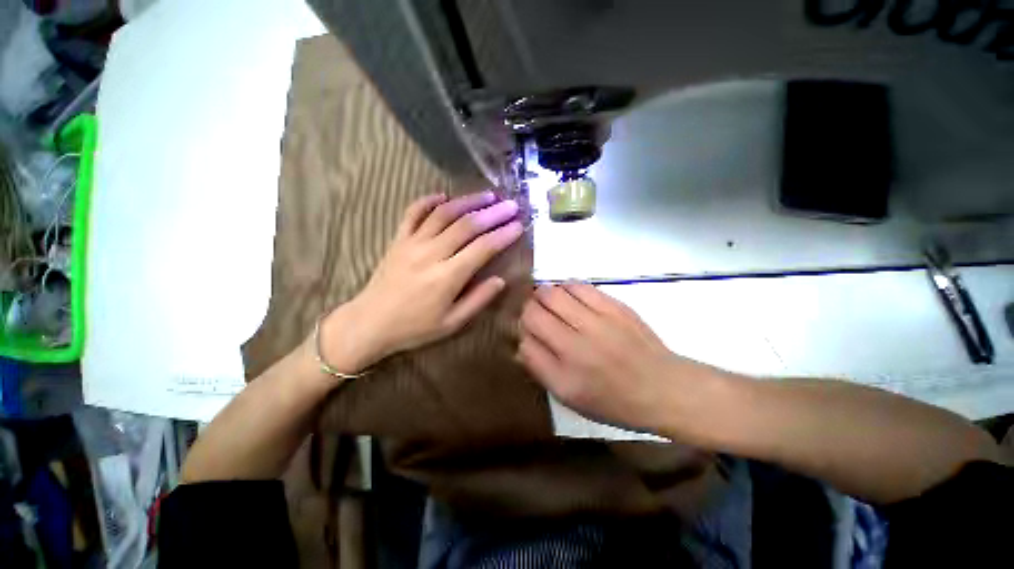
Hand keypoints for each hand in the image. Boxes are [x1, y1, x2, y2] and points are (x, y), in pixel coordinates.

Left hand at [321, 191, 523, 373]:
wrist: (370, 324)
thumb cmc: (415, 327)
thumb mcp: (452, 323)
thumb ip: (478, 300)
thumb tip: (501, 280)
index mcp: (448, 276)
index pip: (482, 248)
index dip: (503, 235)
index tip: (519, 225)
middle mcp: (431, 253)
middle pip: (467, 225)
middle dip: (492, 213)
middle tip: (511, 205)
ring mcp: (412, 243)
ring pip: (443, 214)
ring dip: (467, 201)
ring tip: (487, 195)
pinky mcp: (398, 239)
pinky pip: (413, 212)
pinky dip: (428, 201)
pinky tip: (443, 195)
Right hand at [518, 283, 718, 433]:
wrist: (663, 387)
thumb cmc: (613, 399)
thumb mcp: (570, 397)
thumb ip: (540, 368)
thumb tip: (521, 341)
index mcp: (565, 373)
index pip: (525, 336)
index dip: (520, 329)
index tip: (527, 330)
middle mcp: (577, 343)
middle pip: (534, 309)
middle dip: (528, 309)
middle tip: (536, 314)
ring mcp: (597, 320)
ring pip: (553, 292)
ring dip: (545, 295)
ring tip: (552, 304)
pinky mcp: (614, 305)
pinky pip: (578, 285)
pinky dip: (566, 287)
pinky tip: (570, 297)